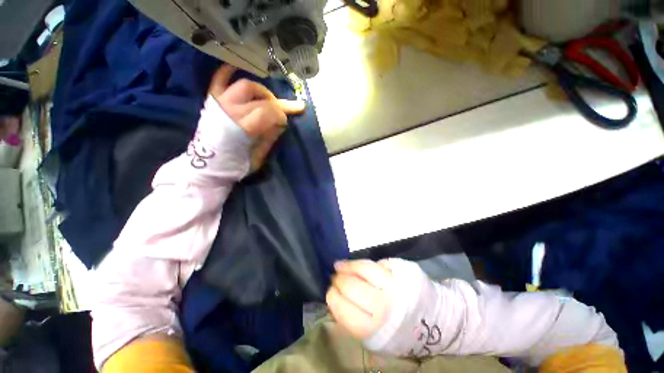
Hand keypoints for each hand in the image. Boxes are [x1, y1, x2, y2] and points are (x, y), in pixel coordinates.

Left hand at [208, 64, 305, 169]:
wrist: (207, 167)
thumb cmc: (234, 166)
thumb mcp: (258, 158)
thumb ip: (269, 138)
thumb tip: (280, 123)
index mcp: (242, 128)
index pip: (268, 111)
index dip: (281, 115)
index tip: (285, 122)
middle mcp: (230, 110)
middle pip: (260, 98)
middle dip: (277, 104)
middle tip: (283, 112)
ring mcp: (219, 103)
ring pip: (244, 85)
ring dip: (261, 90)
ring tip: (267, 99)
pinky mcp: (212, 101)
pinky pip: (219, 79)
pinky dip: (228, 71)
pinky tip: (237, 67)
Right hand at [326, 260, 393, 339]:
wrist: (427, 325)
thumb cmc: (394, 334)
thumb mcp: (371, 338)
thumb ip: (352, 320)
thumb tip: (335, 298)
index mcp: (373, 329)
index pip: (343, 309)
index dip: (332, 297)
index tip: (330, 291)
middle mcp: (382, 306)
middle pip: (351, 286)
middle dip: (338, 280)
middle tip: (334, 277)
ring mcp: (393, 285)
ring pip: (364, 268)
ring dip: (348, 265)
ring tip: (340, 265)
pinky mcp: (400, 272)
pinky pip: (377, 263)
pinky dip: (365, 264)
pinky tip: (359, 266)